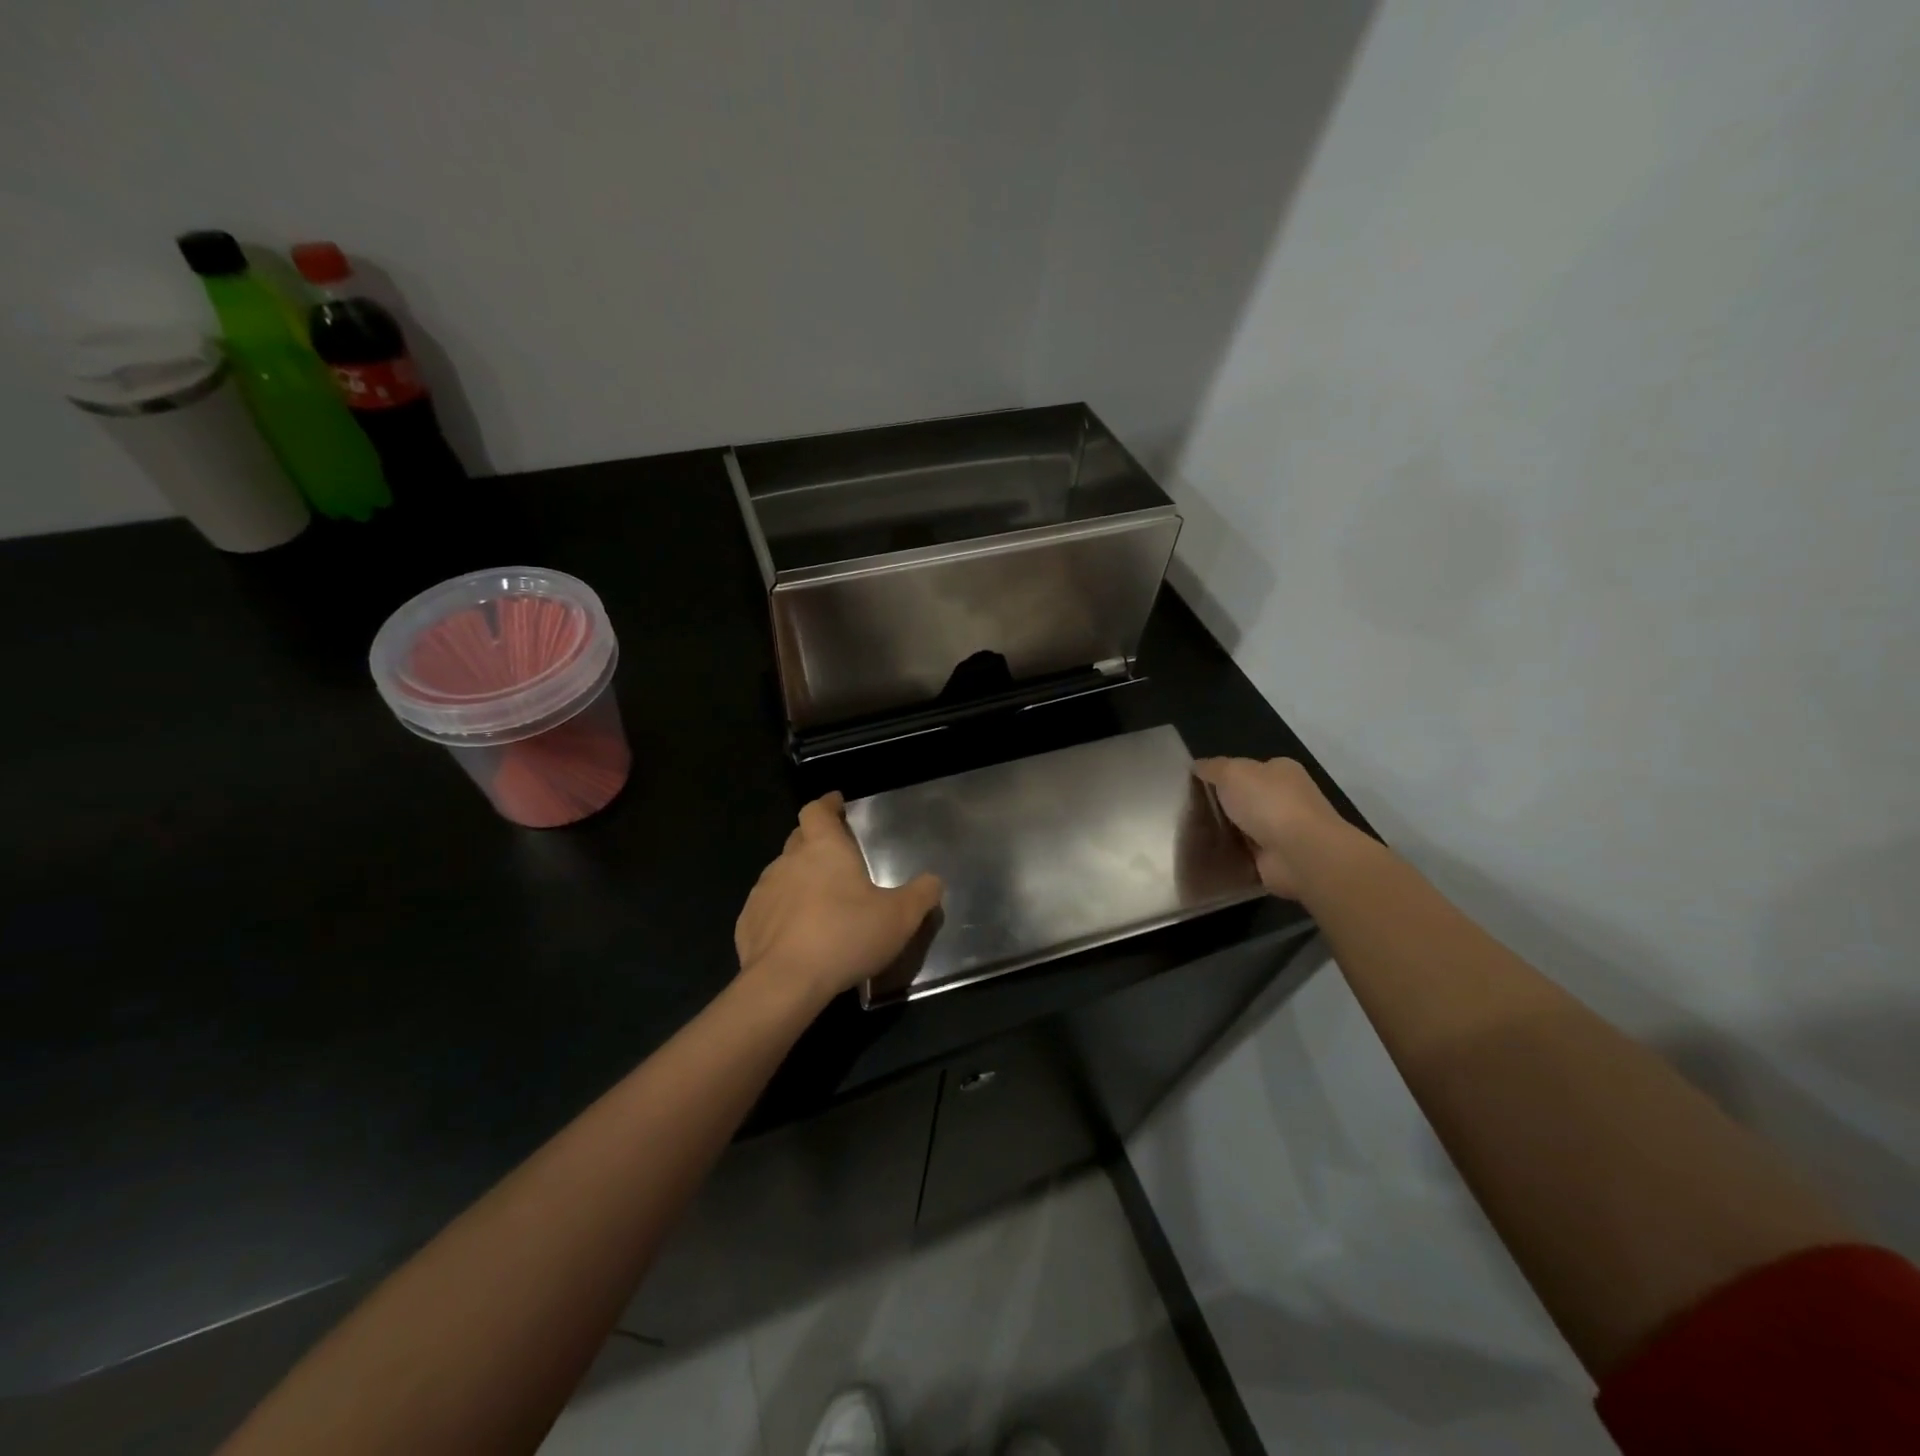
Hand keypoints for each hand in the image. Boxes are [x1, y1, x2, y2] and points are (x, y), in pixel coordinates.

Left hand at [734, 792, 943, 1008]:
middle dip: (815, 840)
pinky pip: (767, 908)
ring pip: (782, 873)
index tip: (836, 804)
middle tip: (836, 856)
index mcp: (824, 848)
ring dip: (799, 879)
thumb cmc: (846, 936)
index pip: (817, 810)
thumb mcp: (900, 917)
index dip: (827, 805)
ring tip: (819, 900)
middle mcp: (789, 861)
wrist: (785, 982)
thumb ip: (921, 894)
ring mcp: (763, 891)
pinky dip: (782, 912)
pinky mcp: (748, 923)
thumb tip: (933, 881)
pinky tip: (796, 933)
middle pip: (799, 838)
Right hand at [1194, 756, 1368, 900]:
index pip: (1246, 769)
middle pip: (1242, 799)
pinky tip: (1203, 857)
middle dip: (1219, 806)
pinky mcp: (1275, 859)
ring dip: (1221, 833)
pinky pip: (1242, 854)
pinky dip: (1227, 856)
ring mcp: (1282, 831)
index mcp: (1280, 771)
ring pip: (1241, 828)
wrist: (1300, 853)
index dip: (1220, 776)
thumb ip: (1213, 767)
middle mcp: (1284, 799)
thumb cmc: (1268, 803)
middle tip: (1186, 813)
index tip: (1193, 787)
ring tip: (1187, 835)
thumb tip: (1196, 766)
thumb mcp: (1232, 772)